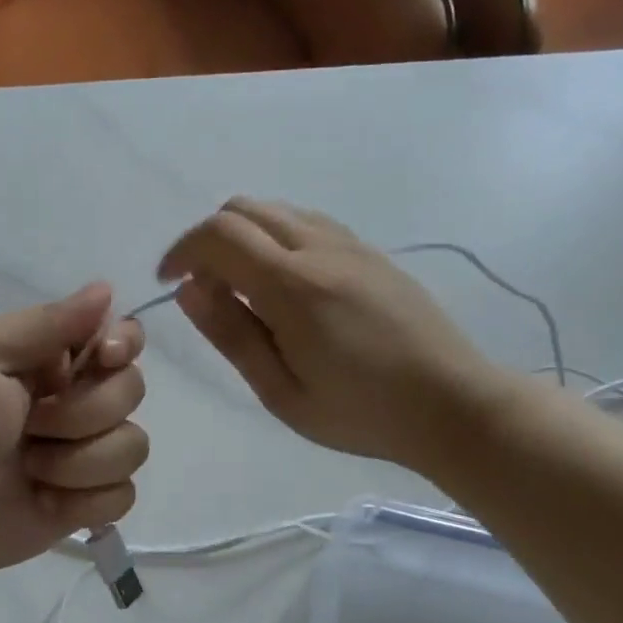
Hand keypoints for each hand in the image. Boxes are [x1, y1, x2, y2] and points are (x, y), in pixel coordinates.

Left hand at [0, 285, 147, 595]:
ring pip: (133, 446)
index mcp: (48, 359)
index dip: (123, 345)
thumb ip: (46, 323)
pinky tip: (45, 502)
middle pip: (132, 390)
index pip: (119, 336)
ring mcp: (81, 455)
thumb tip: (106, 288)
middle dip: (84, 412)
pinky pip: (123, 495)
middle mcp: (72, 401)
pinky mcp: (84, 504)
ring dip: (79, 462)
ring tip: (30, 468)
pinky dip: (86, 501)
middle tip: (31, 424)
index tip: (102, 359)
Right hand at [158, 198, 515, 474]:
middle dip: (208, 240)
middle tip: (204, 289)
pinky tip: (285, 284)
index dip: (182, 250)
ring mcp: (352, 244)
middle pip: (244, 209)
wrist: (453, 404)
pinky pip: (308, 223)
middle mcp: (320, 248)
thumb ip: (231, 334)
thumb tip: (189, 288)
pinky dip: (277, 237)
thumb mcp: (281, 391)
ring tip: (242, 289)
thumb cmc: (360, 413)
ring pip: (277, 210)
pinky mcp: (372, 252)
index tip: (169, 282)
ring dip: (244, 236)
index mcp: (293, 285)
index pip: (218, 235)